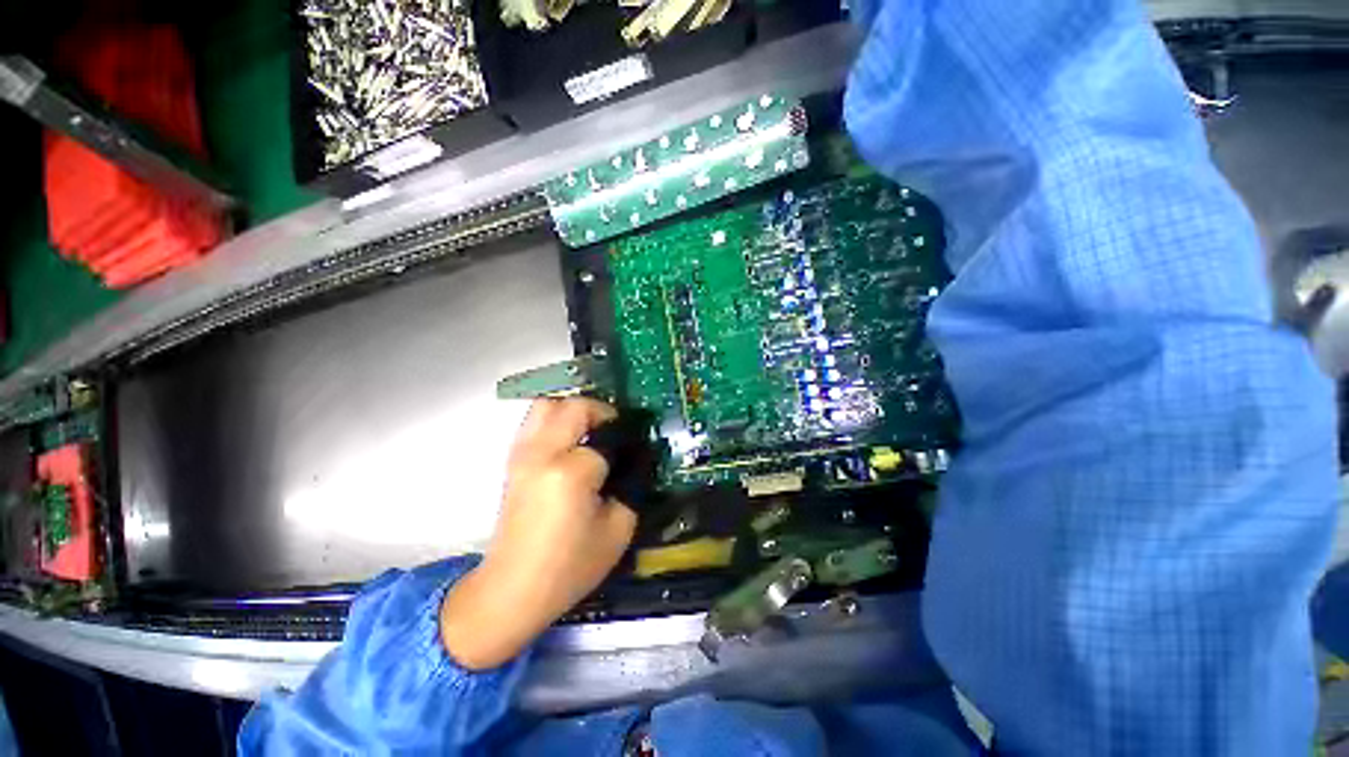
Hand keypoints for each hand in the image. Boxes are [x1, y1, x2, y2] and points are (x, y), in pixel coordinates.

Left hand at [440, 398, 637, 669]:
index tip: (633, 458)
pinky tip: (569, 442)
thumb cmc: (569, 566)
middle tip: (615, 432)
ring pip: (548, 405)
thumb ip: (630, 487)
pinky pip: (534, 421)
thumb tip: (633, 462)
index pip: (606, 442)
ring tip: (591, 431)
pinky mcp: (512, 460)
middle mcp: (543, 453)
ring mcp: (522, 454)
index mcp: (571, 472)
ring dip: (574, 411)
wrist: (512, 589)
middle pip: (574, 406)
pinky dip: (555, 420)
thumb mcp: (619, 530)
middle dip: (601, 412)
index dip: (623, 450)